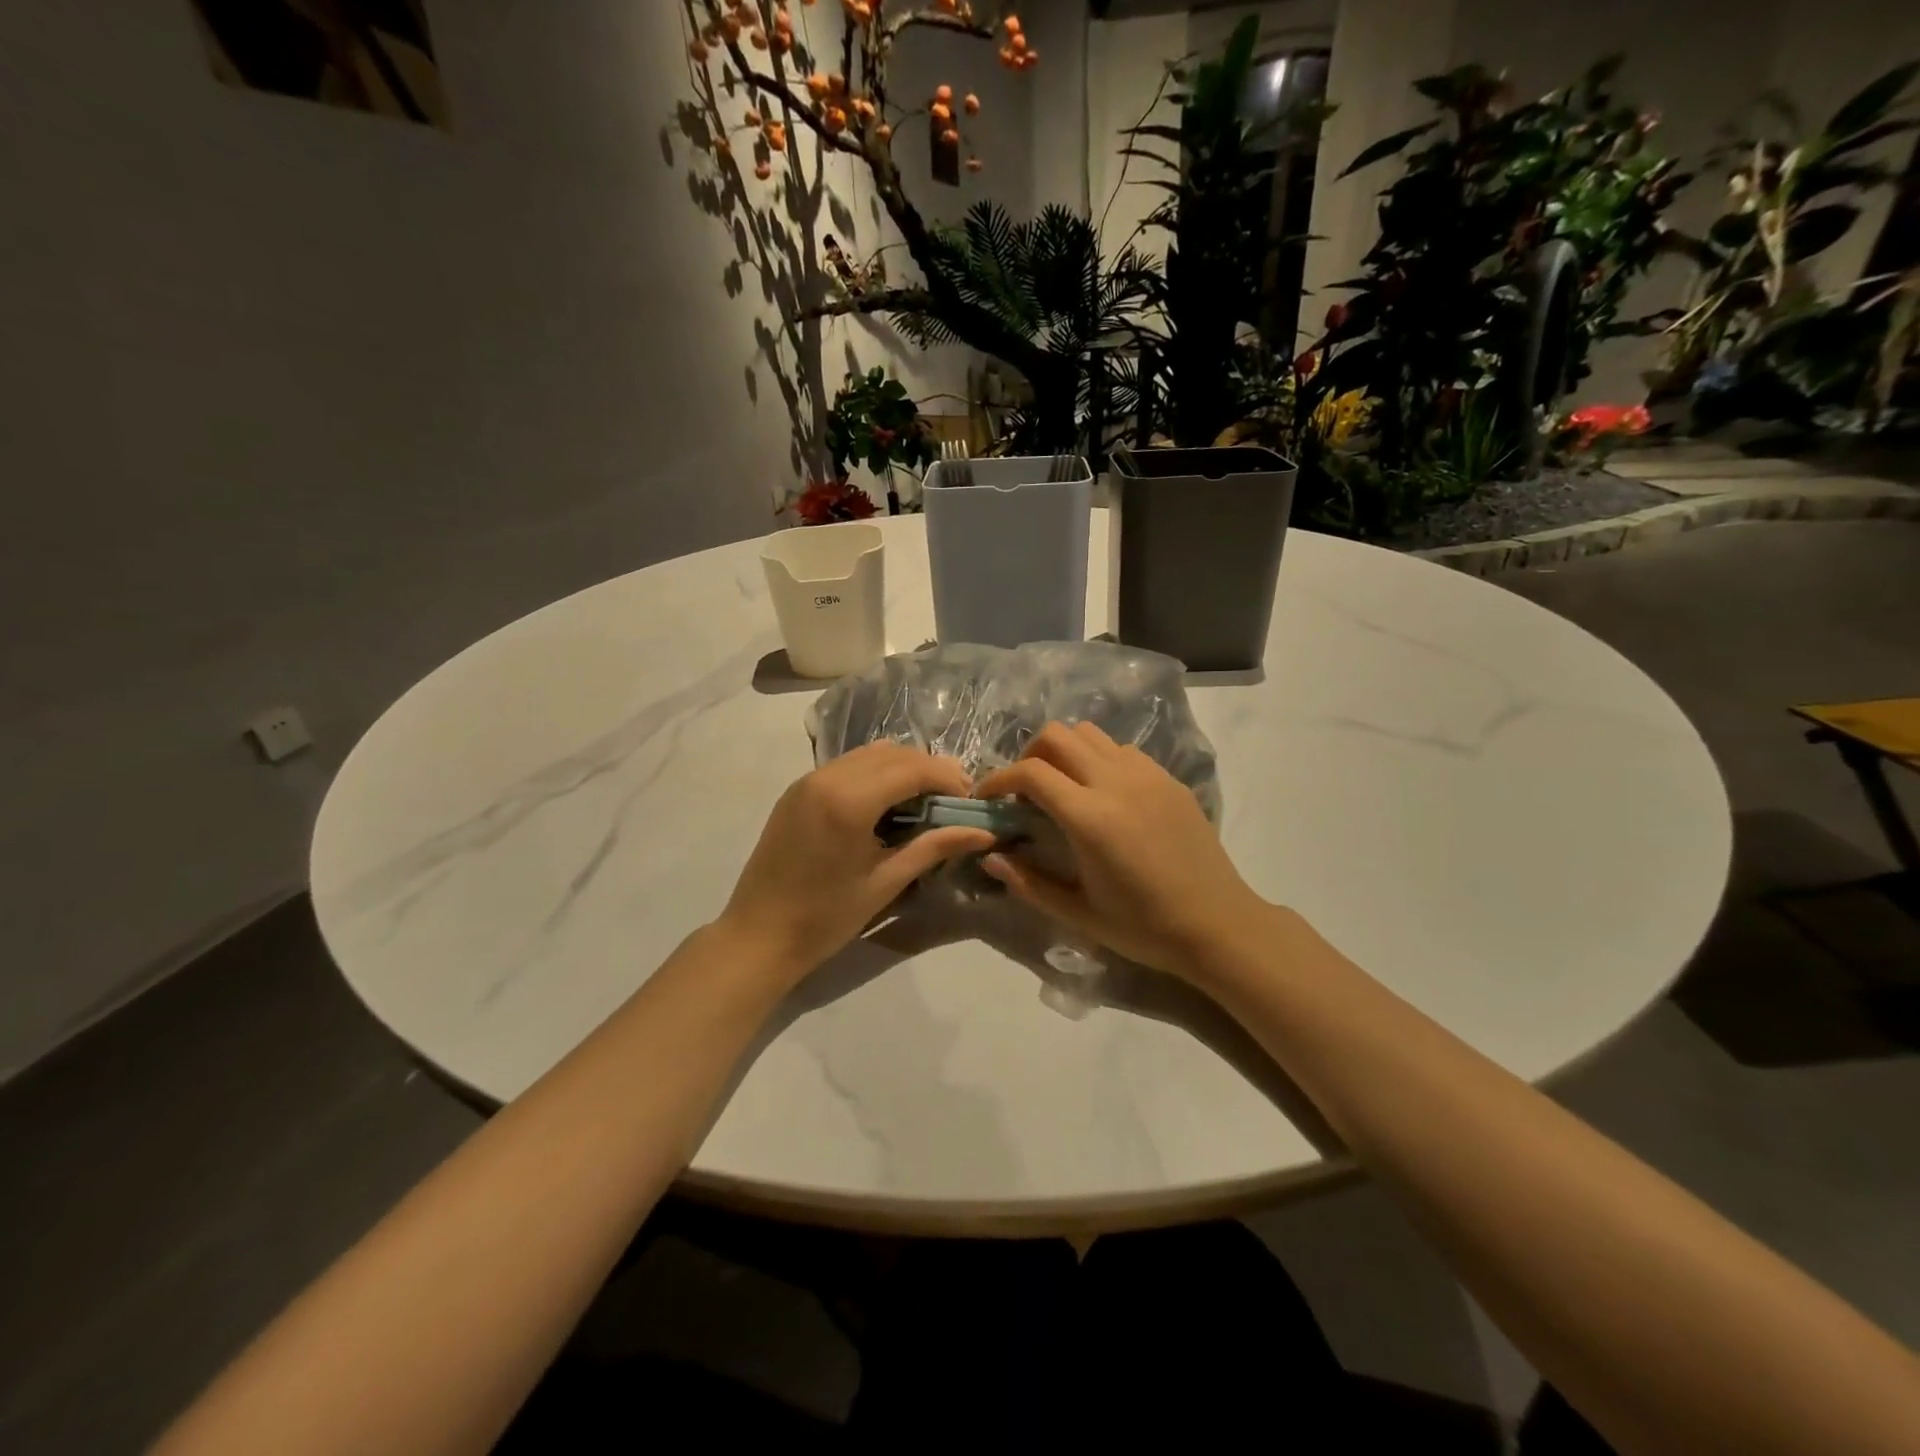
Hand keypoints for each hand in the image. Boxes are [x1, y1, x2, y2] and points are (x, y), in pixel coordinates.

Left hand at [717, 741, 994, 983]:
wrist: (758, 936)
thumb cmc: (825, 918)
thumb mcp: (886, 882)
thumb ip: (934, 847)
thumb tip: (984, 832)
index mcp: (849, 800)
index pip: (913, 768)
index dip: (948, 778)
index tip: (971, 801)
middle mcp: (826, 777)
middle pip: (893, 753)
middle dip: (929, 770)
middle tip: (954, 802)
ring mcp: (807, 780)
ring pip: (869, 754)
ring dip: (903, 768)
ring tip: (923, 803)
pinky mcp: (797, 791)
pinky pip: (847, 766)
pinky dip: (875, 774)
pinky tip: (886, 805)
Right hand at [975, 722, 1268, 979]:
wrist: (1218, 925)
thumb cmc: (1144, 927)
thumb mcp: (1078, 913)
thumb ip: (1028, 882)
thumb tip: (990, 857)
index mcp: (1090, 818)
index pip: (1031, 772)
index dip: (998, 778)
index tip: (987, 797)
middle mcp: (1116, 782)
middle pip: (1057, 735)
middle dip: (1029, 756)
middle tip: (1024, 791)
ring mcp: (1147, 775)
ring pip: (1090, 733)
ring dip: (1065, 752)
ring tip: (1062, 787)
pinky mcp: (1168, 778)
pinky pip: (1121, 749)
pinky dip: (1098, 759)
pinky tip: (1102, 795)